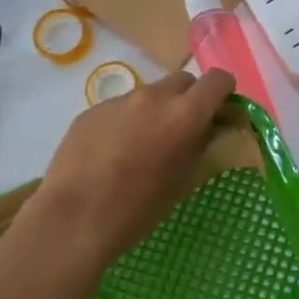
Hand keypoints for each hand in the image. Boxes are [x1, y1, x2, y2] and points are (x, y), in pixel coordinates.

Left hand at [14, 69, 235, 272]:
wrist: (74, 219)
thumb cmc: (140, 207)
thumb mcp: (185, 179)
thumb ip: (202, 144)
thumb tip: (210, 129)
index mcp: (185, 113)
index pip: (218, 79)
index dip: (224, 93)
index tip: (221, 113)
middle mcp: (154, 96)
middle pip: (183, 81)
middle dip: (190, 99)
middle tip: (183, 130)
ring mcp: (119, 101)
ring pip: (150, 94)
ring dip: (156, 111)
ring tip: (144, 145)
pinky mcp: (91, 111)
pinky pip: (120, 108)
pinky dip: (126, 122)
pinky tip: (113, 153)